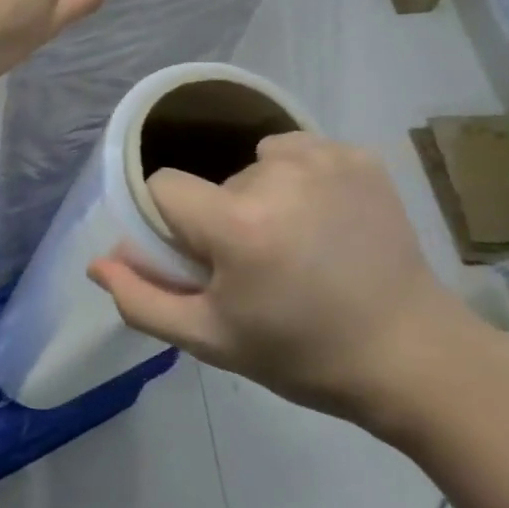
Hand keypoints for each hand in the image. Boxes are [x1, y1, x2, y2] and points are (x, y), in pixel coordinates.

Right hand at [89, 134, 487, 423]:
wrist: (411, 355)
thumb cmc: (301, 353)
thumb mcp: (211, 339)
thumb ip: (143, 299)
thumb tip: (97, 262)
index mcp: (237, 223)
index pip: (163, 187)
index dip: (172, 224)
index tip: (202, 257)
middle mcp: (277, 174)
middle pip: (214, 181)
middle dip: (222, 217)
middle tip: (259, 267)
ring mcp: (324, 158)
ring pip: (255, 164)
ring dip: (261, 196)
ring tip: (296, 242)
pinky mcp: (358, 155)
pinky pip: (298, 152)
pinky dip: (300, 179)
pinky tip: (326, 219)